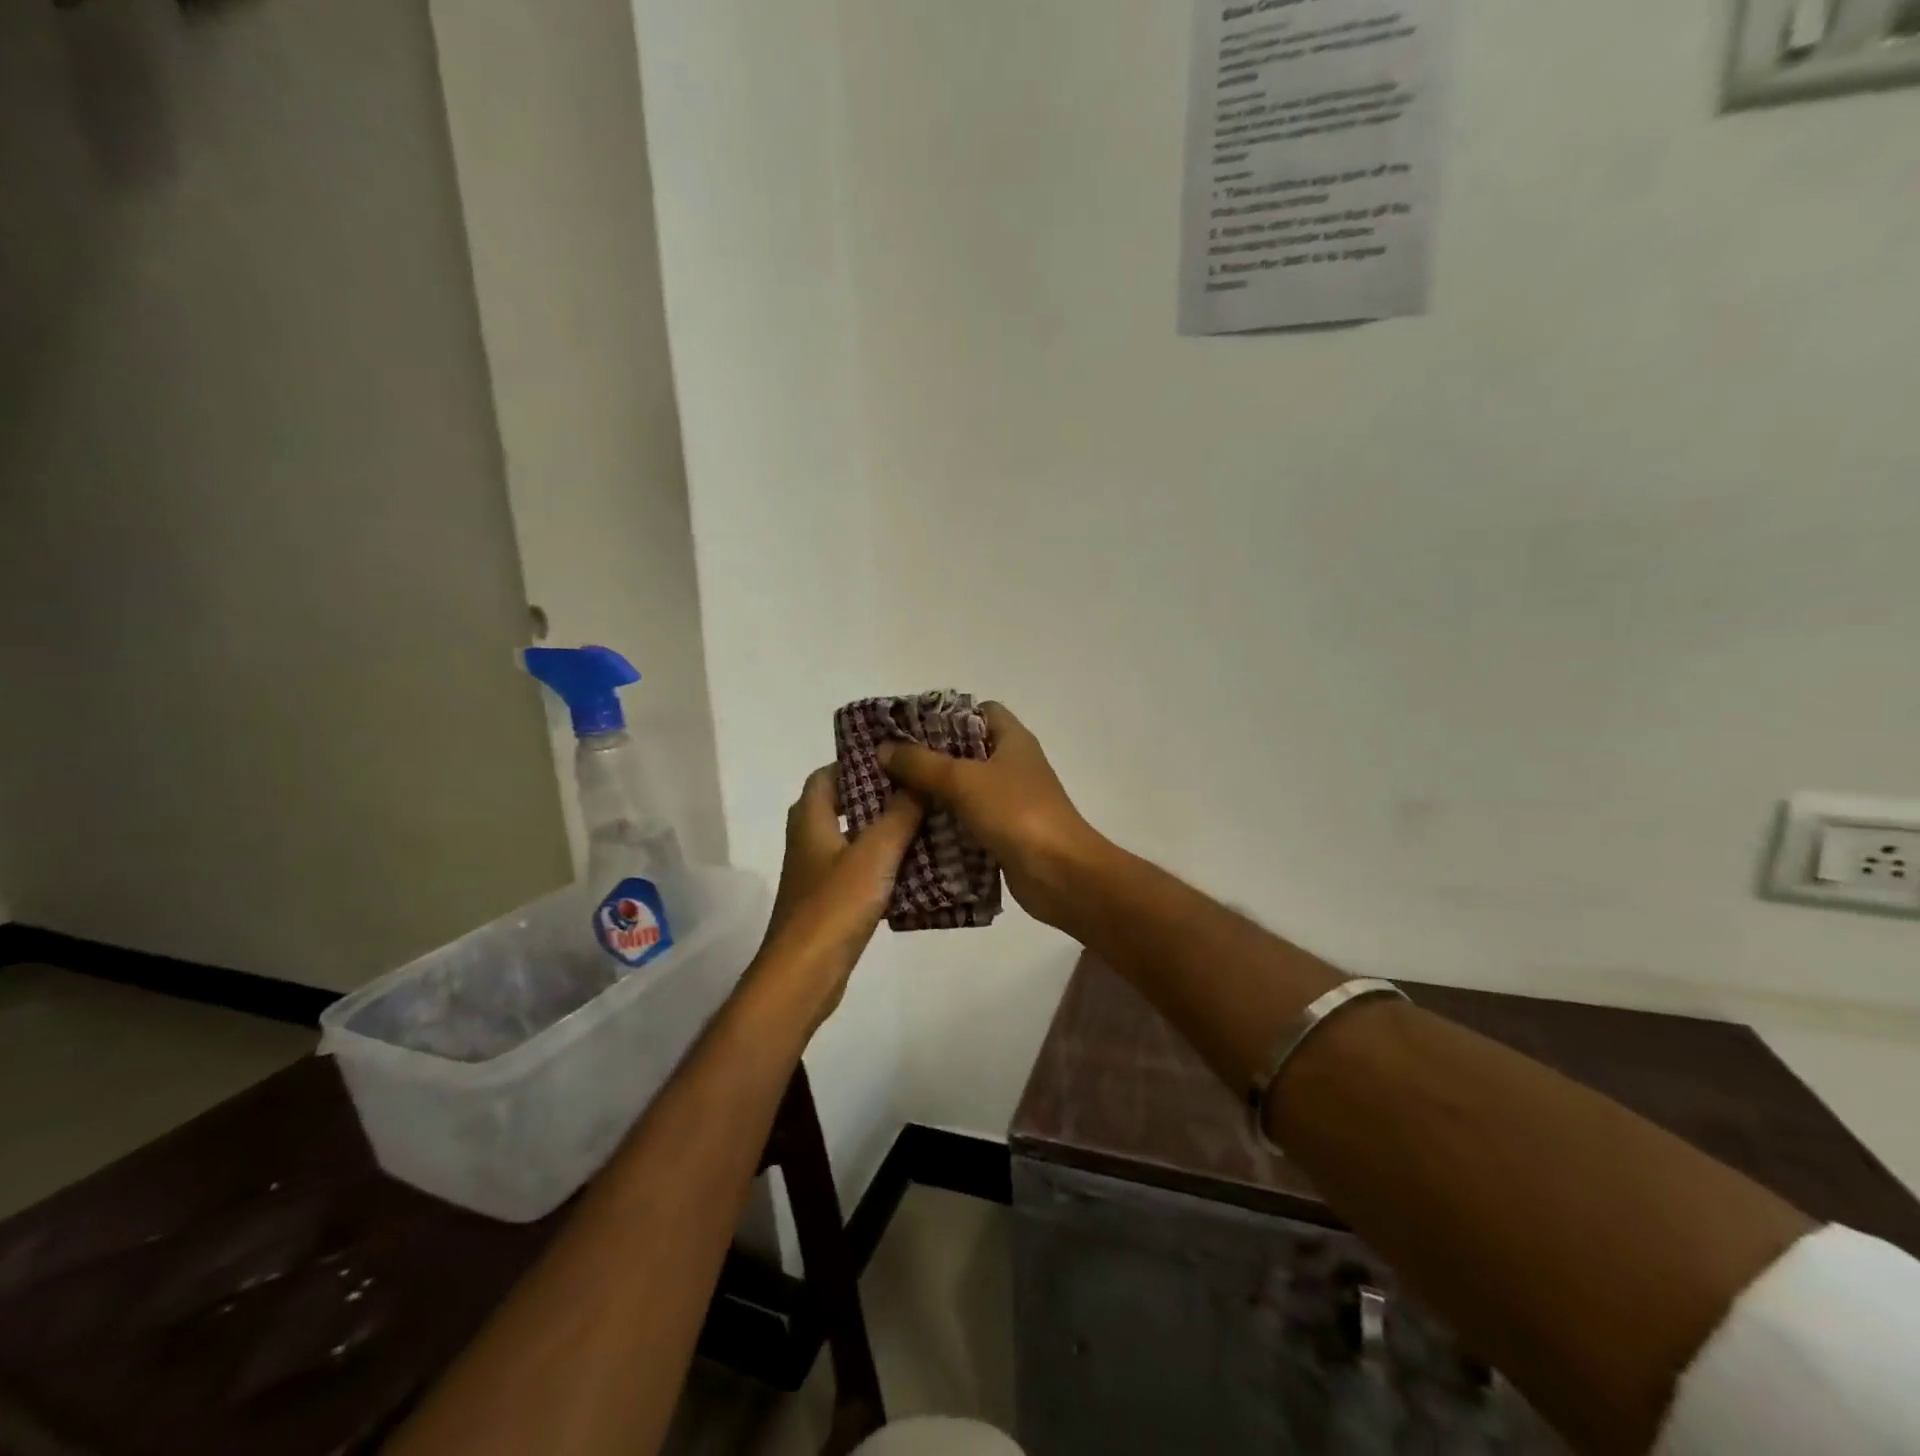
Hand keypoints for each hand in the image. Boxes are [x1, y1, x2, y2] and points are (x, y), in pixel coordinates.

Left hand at [757, 765, 924, 1025]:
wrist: (804, 975)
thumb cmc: (834, 906)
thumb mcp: (874, 853)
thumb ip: (900, 814)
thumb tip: (919, 778)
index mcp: (811, 818)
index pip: (828, 774)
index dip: (859, 761)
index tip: (897, 757)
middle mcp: (809, 839)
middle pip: (843, 804)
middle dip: (879, 794)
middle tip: (920, 787)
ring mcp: (818, 872)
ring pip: (854, 838)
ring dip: (884, 828)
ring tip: (927, 820)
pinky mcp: (830, 900)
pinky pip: (859, 868)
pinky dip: (883, 862)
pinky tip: (917, 866)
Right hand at [878, 703, 1105, 929]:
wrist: (1060, 874)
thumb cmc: (1017, 813)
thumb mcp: (964, 780)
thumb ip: (922, 764)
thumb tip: (884, 748)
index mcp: (1013, 740)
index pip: (980, 711)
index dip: (946, 714)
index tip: (908, 728)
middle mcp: (1013, 765)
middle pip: (966, 751)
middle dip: (928, 758)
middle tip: (888, 764)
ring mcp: (1010, 802)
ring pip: (964, 790)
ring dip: (932, 794)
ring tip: (889, 796)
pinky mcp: (1003, 833)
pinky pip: (967, 822)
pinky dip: (944, 825)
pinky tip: (911, 830)